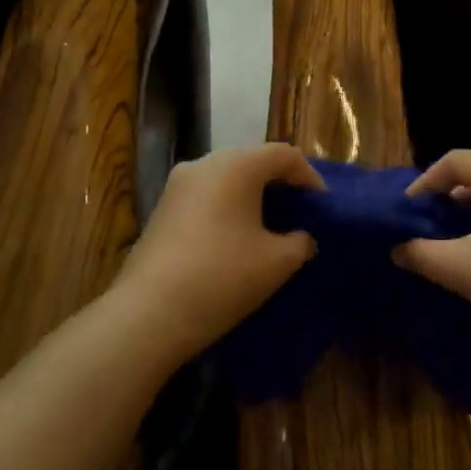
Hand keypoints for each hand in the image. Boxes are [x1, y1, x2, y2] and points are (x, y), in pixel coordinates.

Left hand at [114, 144, 322, 362]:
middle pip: (252, 160)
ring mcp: (177, 185)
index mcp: (236, 165)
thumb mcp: (277, 262)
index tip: (322, 206)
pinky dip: (226, 208)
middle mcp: (204, 163)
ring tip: (268, 227)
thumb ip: (300, 242)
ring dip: (250, 196)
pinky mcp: (161, 209)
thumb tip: (302, 237)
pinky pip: (205, 196)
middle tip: (297, 213)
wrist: (148, 314)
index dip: (309, 177)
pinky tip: (233, 239)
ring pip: (225, 178)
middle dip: (278, 184)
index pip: (284, 155)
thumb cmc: (222, 277)